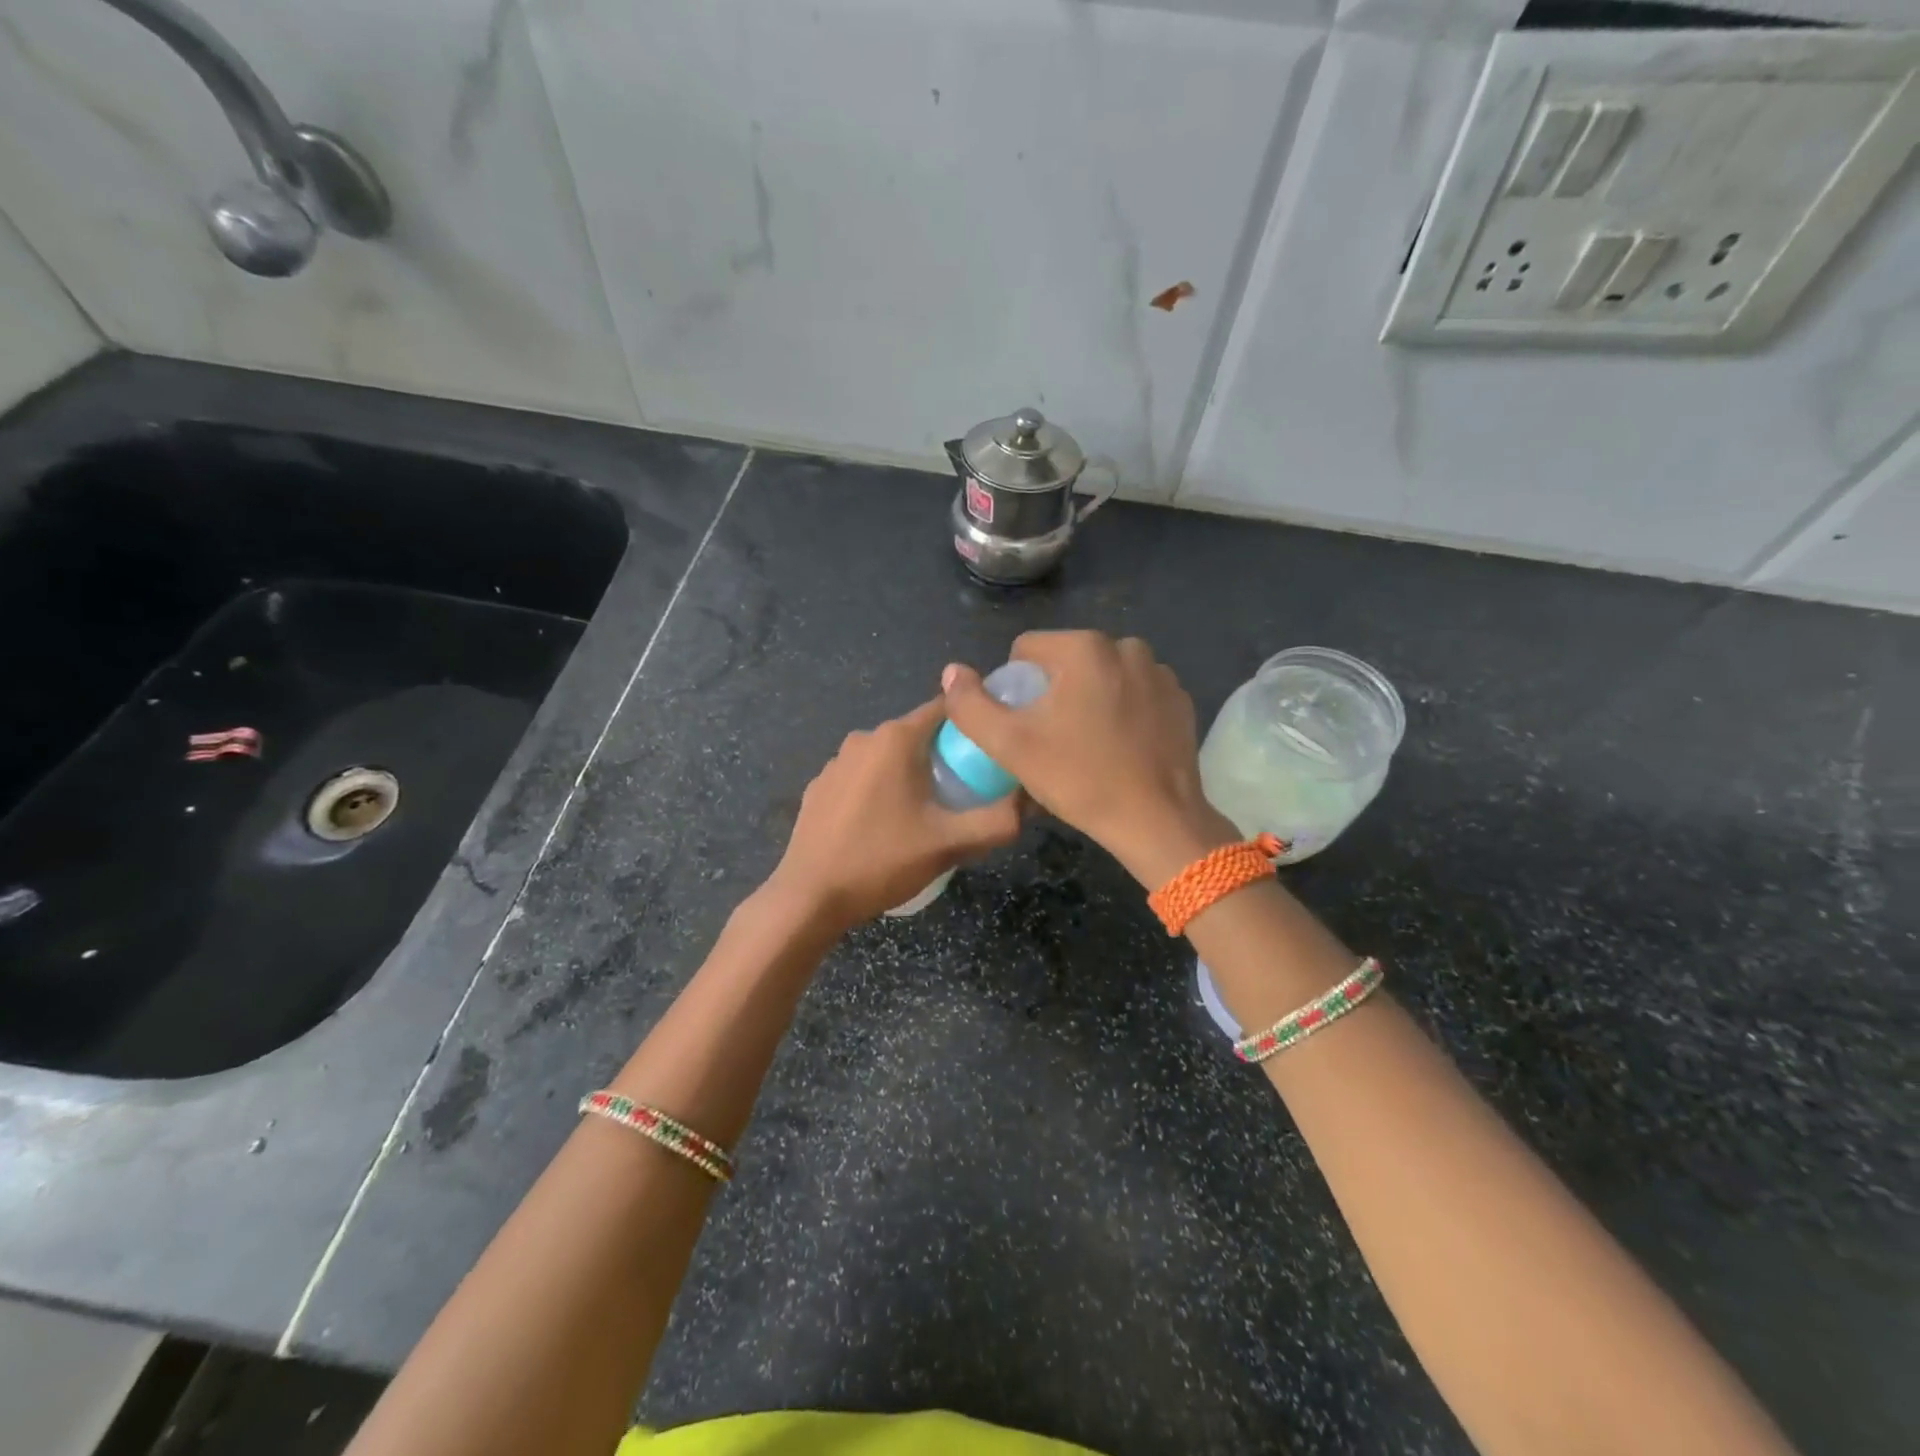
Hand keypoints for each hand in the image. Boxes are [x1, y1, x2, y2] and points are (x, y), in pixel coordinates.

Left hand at [766, 698, 1022, 930]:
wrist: (809, 897)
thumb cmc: (882, 861)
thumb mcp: (950, 844)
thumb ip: (999, 820)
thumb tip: (1032, 799)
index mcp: (896, 738)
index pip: (947, 709)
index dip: (975, 724)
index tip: (994, 748)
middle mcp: (863, 738)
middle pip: (919, 734)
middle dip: (945, 756)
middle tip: (967, 793)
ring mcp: (835, 762)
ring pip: (889, 757)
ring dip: (911, 775)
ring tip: (927, 815)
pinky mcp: (818, 787)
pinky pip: (862, 777)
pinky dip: (880, 790)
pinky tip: (883, 826)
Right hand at [941, 631, 1234, 886]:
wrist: (1156, 820)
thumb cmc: (1079, 779)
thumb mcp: (1010, 746)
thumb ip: (970, 705)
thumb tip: (952, 672)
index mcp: (1085, 648)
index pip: (1027, 649)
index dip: (1014, 686)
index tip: (1022, 726)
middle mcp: (1126, 646)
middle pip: (1066, 661)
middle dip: (1052, 691)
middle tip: (1051, 739)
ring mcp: (1159, 672)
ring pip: (1101, 676)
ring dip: (1087, 699)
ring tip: (1086, 745)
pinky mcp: (1179, 698)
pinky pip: (1133, 693)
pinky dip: (1121, 710)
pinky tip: (1119, 746)